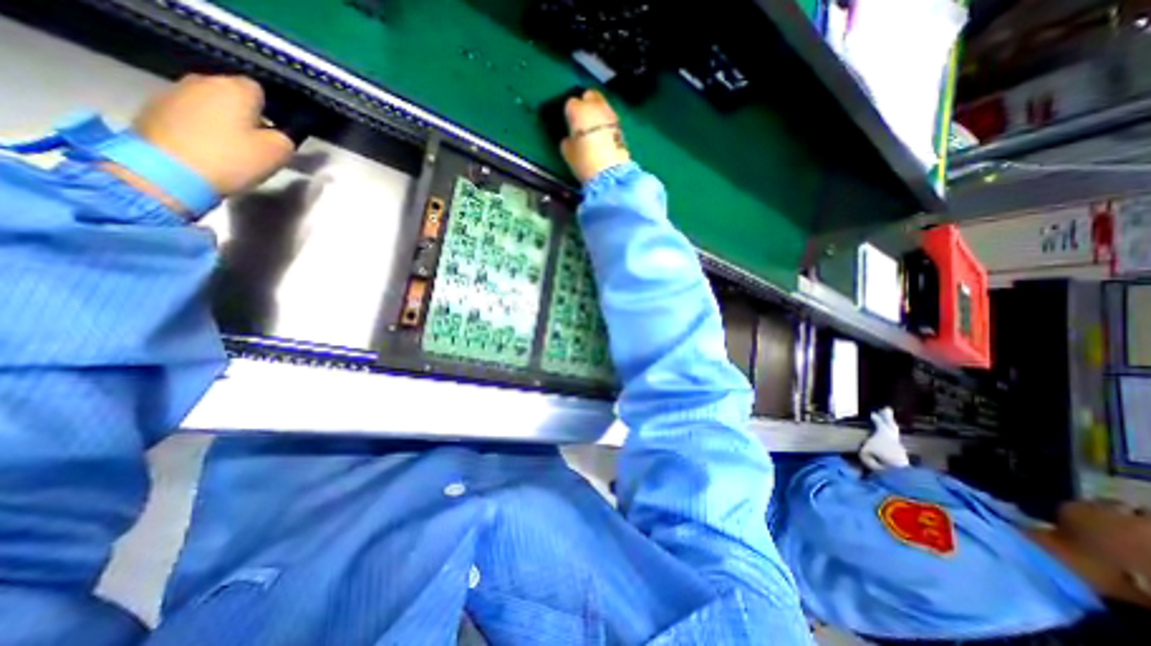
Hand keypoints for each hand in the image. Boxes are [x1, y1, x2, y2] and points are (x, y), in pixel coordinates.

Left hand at [129, 73, 292, 196]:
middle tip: (256, 142)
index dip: (272, 111)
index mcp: (235, 88)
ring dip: (222, 122)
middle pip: (233, 96)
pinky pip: (190, 115)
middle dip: (245, 115)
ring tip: (231, 148)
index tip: (276, 133)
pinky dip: (201, 128)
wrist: (168, 171)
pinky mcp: (154, 108)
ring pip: (211, 105)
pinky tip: (208, 149)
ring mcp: (173, 92)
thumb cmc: (232, 158)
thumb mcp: (278, 153)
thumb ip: (286, 138)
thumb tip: (279, 134)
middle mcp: (202, 81)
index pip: (260, 90)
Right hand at [561, 88, 627, 184]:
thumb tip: (570, 138)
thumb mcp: (567, 152)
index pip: (571, 104)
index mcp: (579, 110)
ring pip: (603, 105)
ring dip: (598, 112)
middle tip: (582, 119)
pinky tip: (604, 135)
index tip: (569, 124)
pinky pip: (610, 119)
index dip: (570, 114)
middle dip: (586, 104)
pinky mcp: (621, 126)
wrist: (609, 173)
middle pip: (590, 95)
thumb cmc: (584, 161)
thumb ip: (567, 140)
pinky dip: (607, 123)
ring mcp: (611, 115)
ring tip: (594, 128)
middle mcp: (595, 106)